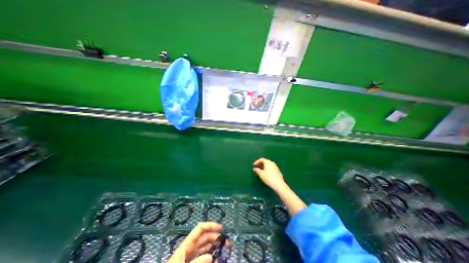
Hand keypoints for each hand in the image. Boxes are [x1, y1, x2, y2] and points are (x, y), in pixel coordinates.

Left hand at [168, 222, 226, 262]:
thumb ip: (196, 262)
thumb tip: (211, 256)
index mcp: (188, 244)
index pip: (201, 228)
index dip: (211, 225)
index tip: (221, 228)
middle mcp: (192, 247)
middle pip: (207, 238)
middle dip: (218, 239)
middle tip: (228, 245)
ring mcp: (193, 255)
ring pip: (207, 248)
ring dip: (217, 249)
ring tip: (226, 253)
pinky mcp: (194, 262)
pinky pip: (205, 257)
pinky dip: (212, 258)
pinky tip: (218, 261)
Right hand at [253, 157, 285, 191]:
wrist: (278, 184)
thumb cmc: (268, 178)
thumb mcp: (261, 174)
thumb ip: (257, 170)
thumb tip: (255, 168)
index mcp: (267, 162)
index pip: (262, 159)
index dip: (257, 161)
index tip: (254, 165)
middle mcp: (272, 163)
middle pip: (265, 161)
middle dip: (260, 163)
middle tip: (257, 166)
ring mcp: (275, 166)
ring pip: (269, 164)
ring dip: (264, 166)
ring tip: (261, 170)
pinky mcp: (278, 171)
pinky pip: (271, 167)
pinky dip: (267, 168)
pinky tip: (266, 173)